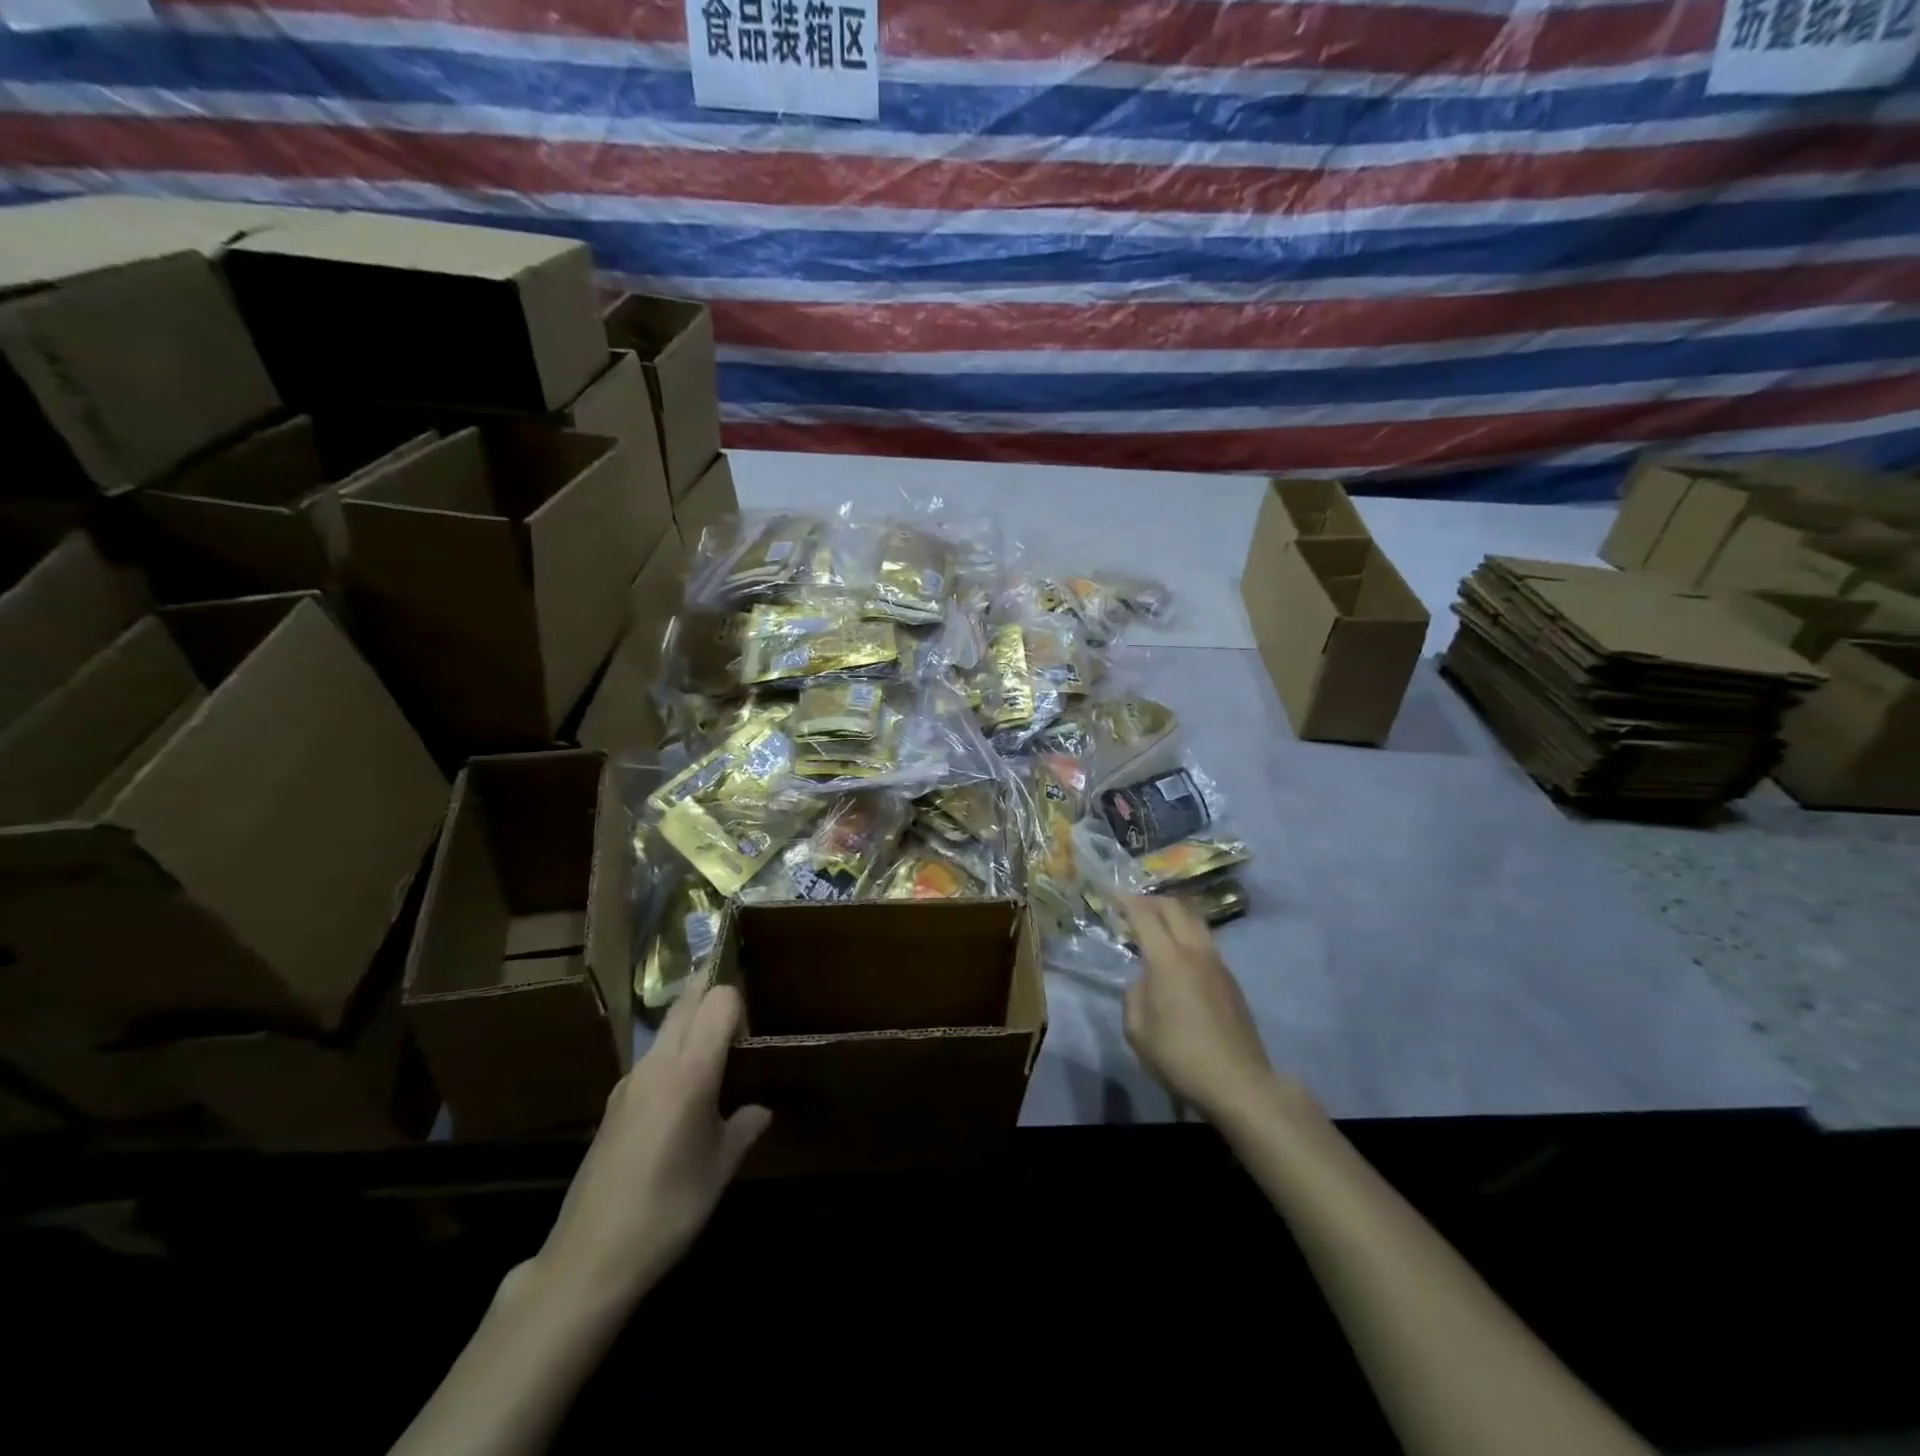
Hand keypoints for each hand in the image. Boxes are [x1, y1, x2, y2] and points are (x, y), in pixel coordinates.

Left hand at [532, 979, 769, 1309]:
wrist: (589, 1258)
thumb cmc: (668, 1210)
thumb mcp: (719, 1170)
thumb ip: (744, 1128)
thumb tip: (761, 1110)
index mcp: (690, 1072)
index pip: (719, 1001)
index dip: (740, 1006)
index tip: (751, 1038)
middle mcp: (657, 1063)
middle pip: (688, 1001)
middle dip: (714, 994)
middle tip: (740, 1020)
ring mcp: (630, 1080)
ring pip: (667, 1026)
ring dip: (693, 1022)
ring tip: (717, 1059)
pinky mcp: (614, 1101)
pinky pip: (652, 1056)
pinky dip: (674, 1052)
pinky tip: (683, 1097)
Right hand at [1121, 895, 1297, 1123]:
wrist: (1238, 1082)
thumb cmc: (1179, 1056)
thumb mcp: (1137, 1030)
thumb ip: (1133, 995)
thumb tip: (1143, 981)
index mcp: (1167, 959)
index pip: (1144, 915)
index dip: (1126, 901)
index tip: (1112, 895)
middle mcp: (1194, 951)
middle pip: (1174, 907)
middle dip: (1151, 901)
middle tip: (1132, 906)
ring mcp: (1217, 963)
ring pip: (1195, 920)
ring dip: (1173, 914)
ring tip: (1156, 924)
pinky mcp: (1230, 979)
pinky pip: (1205, 941)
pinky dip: (1187, 933)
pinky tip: (1178, 954)